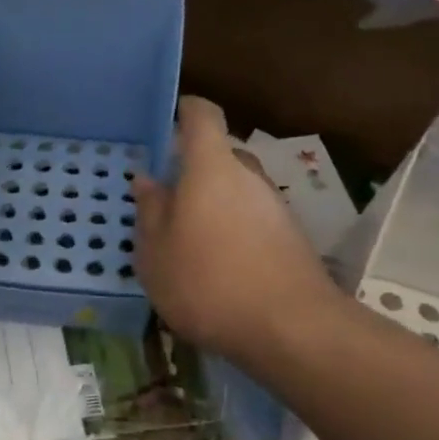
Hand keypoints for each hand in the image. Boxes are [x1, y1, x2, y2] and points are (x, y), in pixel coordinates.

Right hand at [133, 97, 332, 364]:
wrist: (291, 329)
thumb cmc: (208, 283)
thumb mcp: (155, 253)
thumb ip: (150, 211)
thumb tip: (148, 180)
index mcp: (211, 168)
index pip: (202, 116)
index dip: (183, 110)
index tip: (163, 122)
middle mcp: (247, 176)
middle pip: (219, 154)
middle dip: (191, 168)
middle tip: (163, 197)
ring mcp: (274, 205)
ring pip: (235, 188)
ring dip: (211, 202)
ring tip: (185, 238)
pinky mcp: (290, 235)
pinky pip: (251, 216)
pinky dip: (230, 227)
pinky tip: (216, 263)